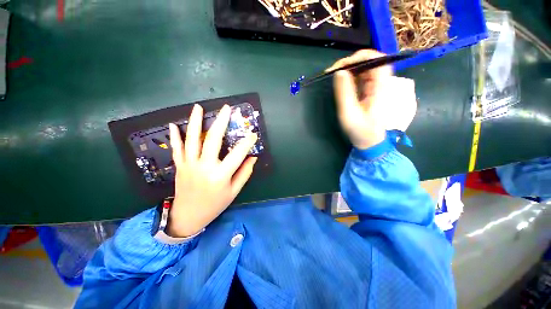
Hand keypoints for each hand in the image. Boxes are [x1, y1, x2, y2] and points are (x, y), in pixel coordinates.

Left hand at [166, 104, 257, 237]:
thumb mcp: (234, 191)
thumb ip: (244, 173)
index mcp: (220, 175)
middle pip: (213, 139)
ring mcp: (189, 165)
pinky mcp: (180, 166)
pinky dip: (175, 136)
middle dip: (221, 122)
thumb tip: (253, 158)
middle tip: (226, 108)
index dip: (247, 143)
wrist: (188, 216)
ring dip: (195, 122)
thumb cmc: (215, 205)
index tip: (253, 134)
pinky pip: (177, 149)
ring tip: (198, 107)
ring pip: (192, 139)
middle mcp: (204, 166)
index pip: (237, 154)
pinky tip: (173, 124)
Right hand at [328, 50, 416, 149]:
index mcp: (381, 88)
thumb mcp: (349, 114)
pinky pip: (362, 77)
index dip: (361, 57)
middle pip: (371, 62)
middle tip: (334, 71)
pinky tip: (341, 81)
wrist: (370, 142)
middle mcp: (382, 83)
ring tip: (334, 75)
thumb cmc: (361, 131)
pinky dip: (351, 76)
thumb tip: (339, 72)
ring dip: (350, 69)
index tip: (342, 65)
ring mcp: (377, 87)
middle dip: (351, 62)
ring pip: (365, 68)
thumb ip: (344, 93)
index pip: (378, 60)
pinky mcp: (372, 91)